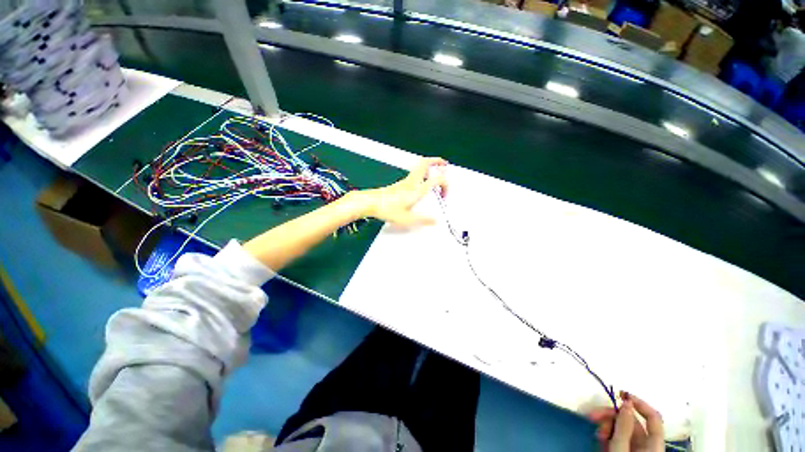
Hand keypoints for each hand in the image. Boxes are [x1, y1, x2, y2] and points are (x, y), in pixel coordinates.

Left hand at [361, 157, 447, 227]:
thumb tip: (435, 221)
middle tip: (444, 164)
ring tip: (435, 172)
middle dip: (437, 161)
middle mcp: (411, 182)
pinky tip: (421, 183)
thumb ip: (423, 220)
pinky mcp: (399, 184)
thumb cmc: (387, 209)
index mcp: (416, 190)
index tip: (444, 196)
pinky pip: (414, 174)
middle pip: (425, 163)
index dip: (445, 184)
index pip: (436, 180)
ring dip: (429, 166)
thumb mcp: (407, 219)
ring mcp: (405, 181)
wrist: (370, 202)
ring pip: (419, 167)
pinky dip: (422, 173)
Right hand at [588, 391, 663, 451]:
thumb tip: (626, 402)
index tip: (620, 394)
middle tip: (593, 415)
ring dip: (607, 426)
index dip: (639, 403)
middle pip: (632, 422)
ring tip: (596, 432)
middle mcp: (647, 445)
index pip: (653, 417)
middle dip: (611, 416)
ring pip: (622, 429)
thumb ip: (624, 426)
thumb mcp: (621, 449)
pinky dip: (607, 435)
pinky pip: (617, 438)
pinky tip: (599, 439)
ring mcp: (635, 449)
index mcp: (653, 444)